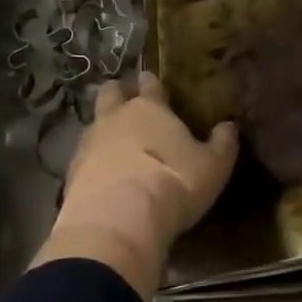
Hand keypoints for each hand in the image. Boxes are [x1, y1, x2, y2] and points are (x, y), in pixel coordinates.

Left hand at [34, 72, 238, 297]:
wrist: (118, 219)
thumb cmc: (173, 182)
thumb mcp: (212, 167)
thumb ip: (222, 144)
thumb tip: (229, 126)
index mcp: (149, 108)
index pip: (149, 84)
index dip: (151, 82)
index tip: (153, 82)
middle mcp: (115, 117)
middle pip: (111, 92)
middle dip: (118, 93)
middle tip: (127, 102)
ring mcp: (89, 142)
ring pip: (93, 122)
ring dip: (103, 128)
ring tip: (114, 143)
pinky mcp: (72, 171)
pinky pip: (83, 156)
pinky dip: (92, 161)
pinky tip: (102, 175)